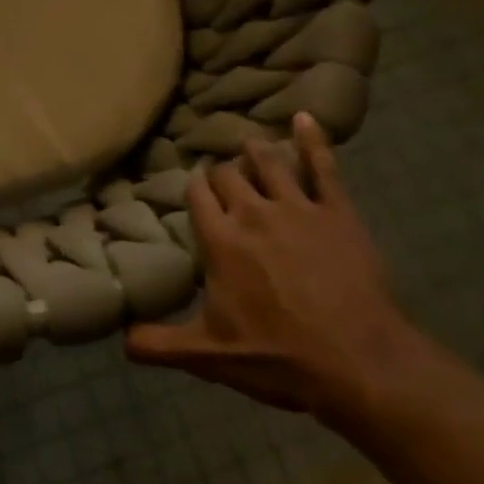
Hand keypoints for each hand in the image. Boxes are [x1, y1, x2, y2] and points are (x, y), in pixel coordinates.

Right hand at [125, 113, 427, 427]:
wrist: (362, 365)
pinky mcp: (338, 213)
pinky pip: (324, 168)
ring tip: (248, 145)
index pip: (197, 195)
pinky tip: (306, 118)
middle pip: (228, 175)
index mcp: (221, 240)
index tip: (192, 189)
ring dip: (255, 152)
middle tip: (219, 178)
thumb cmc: (280, 358)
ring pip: (269, 163)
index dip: (193, 188)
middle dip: (220, 173)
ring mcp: (298, 209)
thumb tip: (120, 340)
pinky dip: (313, 141)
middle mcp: (253, 213)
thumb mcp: (210, 357)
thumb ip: (160, 344)